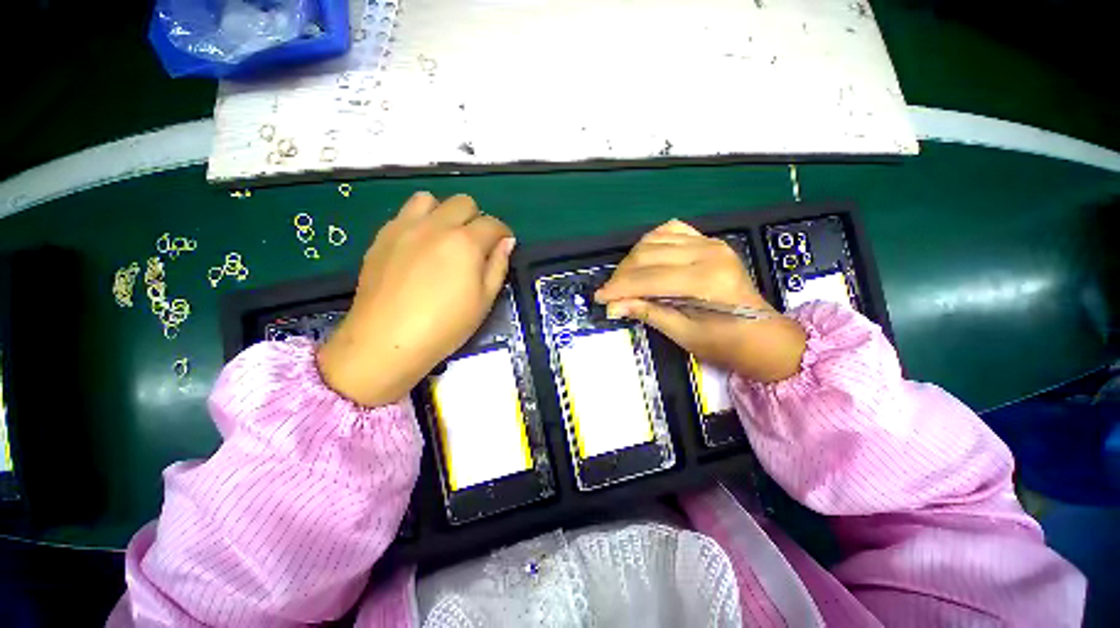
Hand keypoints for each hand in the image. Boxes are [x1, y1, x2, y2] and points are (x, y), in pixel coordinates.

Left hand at [318, 192, 514, 406]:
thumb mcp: (484, 300)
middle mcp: (436, 225)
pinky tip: (419, 247)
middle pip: (463, 202)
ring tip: (445, 238)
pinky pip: (405, 214)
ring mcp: (405, 227)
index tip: (503, 246)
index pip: (493, 224)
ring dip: (444, 213)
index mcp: (465, 243)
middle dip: (476, 219)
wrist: (386, 341)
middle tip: (475, 245)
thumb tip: (506, 242)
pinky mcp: (382, 237)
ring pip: (430, 199)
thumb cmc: (445, 326)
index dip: (503, 233)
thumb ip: (498, 266)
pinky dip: (419, 221)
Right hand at [594, 220, 806, 382]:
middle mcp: (708, 252)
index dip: (619, 288)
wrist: (763, 336)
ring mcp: (710, 243)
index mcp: (705, 280)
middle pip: (648, 255)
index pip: (648, 278)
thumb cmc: (726, 344)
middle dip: (622, 275)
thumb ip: (648, 313)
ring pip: (655, 239)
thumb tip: (613, 306)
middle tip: (609, 293)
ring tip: (624, 279)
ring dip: (633, 258)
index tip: (598, 298)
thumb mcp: (683, 334)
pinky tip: (644, 257)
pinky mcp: (710, 242)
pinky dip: (652, 242)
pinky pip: (672, 230)